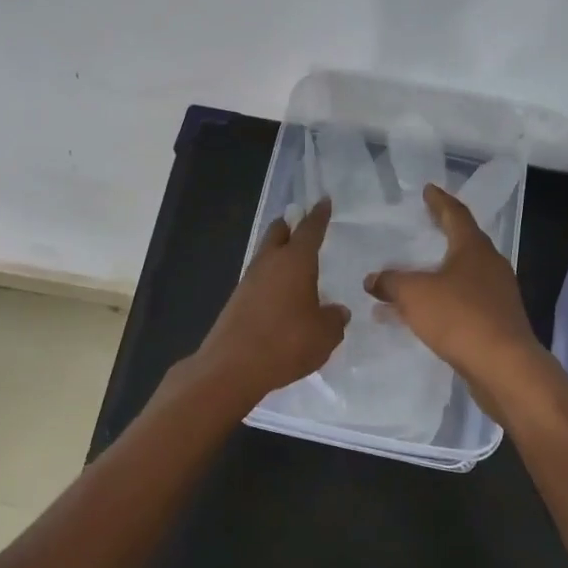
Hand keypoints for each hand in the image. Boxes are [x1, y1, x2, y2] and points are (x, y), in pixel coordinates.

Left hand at [190, 198, 349, 408]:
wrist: (232, 367)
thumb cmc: (286, 343)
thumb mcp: (325, 335)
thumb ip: (334, 319)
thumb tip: (336, 311)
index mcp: (295, 261)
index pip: (310, 229)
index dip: (319, 215)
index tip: (323, 201)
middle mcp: (270, 262)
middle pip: (279, 232)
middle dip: (291, 225)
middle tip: (304, 225)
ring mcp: (249, 280)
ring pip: (266, 254)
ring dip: (280, 252)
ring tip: (297, 262)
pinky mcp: (237, 300)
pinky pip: (259, 278)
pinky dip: (272, 278)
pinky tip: (281, 294)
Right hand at [364, 184, 546, 410]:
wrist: (504, 367)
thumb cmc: (460, 318)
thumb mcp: (414, 295)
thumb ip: (391, 282)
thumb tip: (372, 279)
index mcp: (473, 248)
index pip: (455, 214)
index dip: (439, 202)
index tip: (429, 190)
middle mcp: (490, 265)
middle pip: (464, 242)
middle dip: (443, 234)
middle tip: (424, 226)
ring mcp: (498, 294)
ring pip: (463, 275)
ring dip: (439, 273)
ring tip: (415, 275)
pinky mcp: (498, 321)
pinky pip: (465, 301)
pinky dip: (444, 300)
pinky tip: (425, 314)